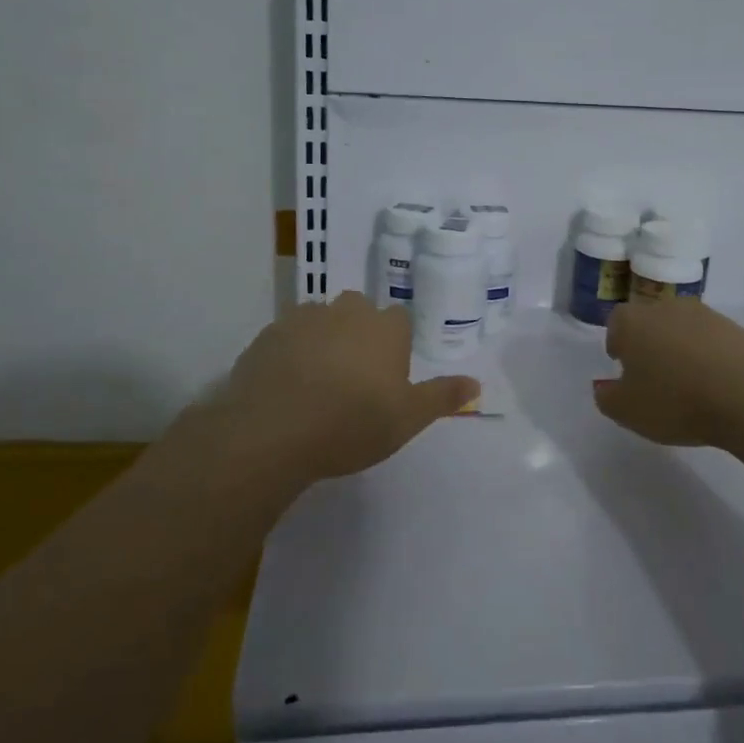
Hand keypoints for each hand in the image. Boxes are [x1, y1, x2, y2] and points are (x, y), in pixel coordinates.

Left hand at [220, 292, 479, 480]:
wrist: (272, 431)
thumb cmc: (351, 424)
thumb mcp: (408, 418)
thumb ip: (442, 397)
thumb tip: (476, 383)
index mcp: (385, 327)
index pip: (399, 318)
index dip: (395, 343)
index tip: (388, 374)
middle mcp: (346, 312)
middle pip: (359, 310)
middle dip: (359, 332)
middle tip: (355, 376)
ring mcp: (303, 319)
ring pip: (321, 319)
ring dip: (324, 339)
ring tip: (318, 381)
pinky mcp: (267, 336)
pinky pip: (287, 337)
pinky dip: (291, 352)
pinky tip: (286, 385)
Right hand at [592, 297, 743, 445]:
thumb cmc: (675, 400)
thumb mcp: (627, 411)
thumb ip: (607, 398)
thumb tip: (604, 387)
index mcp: (632, 321)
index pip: (616, 323)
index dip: (617, 344)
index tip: (622, 366)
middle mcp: (666, 308)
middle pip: (650, 322)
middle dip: (648, 344)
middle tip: (653, 376)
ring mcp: (705, 315)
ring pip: (682, 329)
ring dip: (680, 350)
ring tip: (687, 385)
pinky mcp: (737, 329)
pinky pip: (712, 341)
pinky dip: (709, 358)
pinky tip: (715, 385)